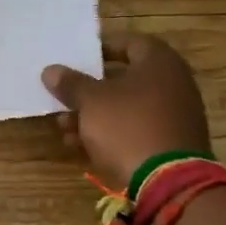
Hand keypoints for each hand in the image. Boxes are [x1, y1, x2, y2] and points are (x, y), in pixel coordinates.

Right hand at [43, 32, 211, 188]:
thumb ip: (71, 83)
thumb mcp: (91, 101)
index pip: (128, 42)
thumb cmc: (128, 126)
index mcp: (159, 62)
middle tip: (64, 95)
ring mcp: (174, 116)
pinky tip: (79, 145)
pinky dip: (109, 133)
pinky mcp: (169, 144)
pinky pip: (134, 129)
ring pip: (126, 107)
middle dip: (89, 89)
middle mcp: (173, 84)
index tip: (75, 58)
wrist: (168, 182)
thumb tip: (51, 71)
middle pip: (124, 78)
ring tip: (63, 126)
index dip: (100, 48)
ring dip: (93, 114)